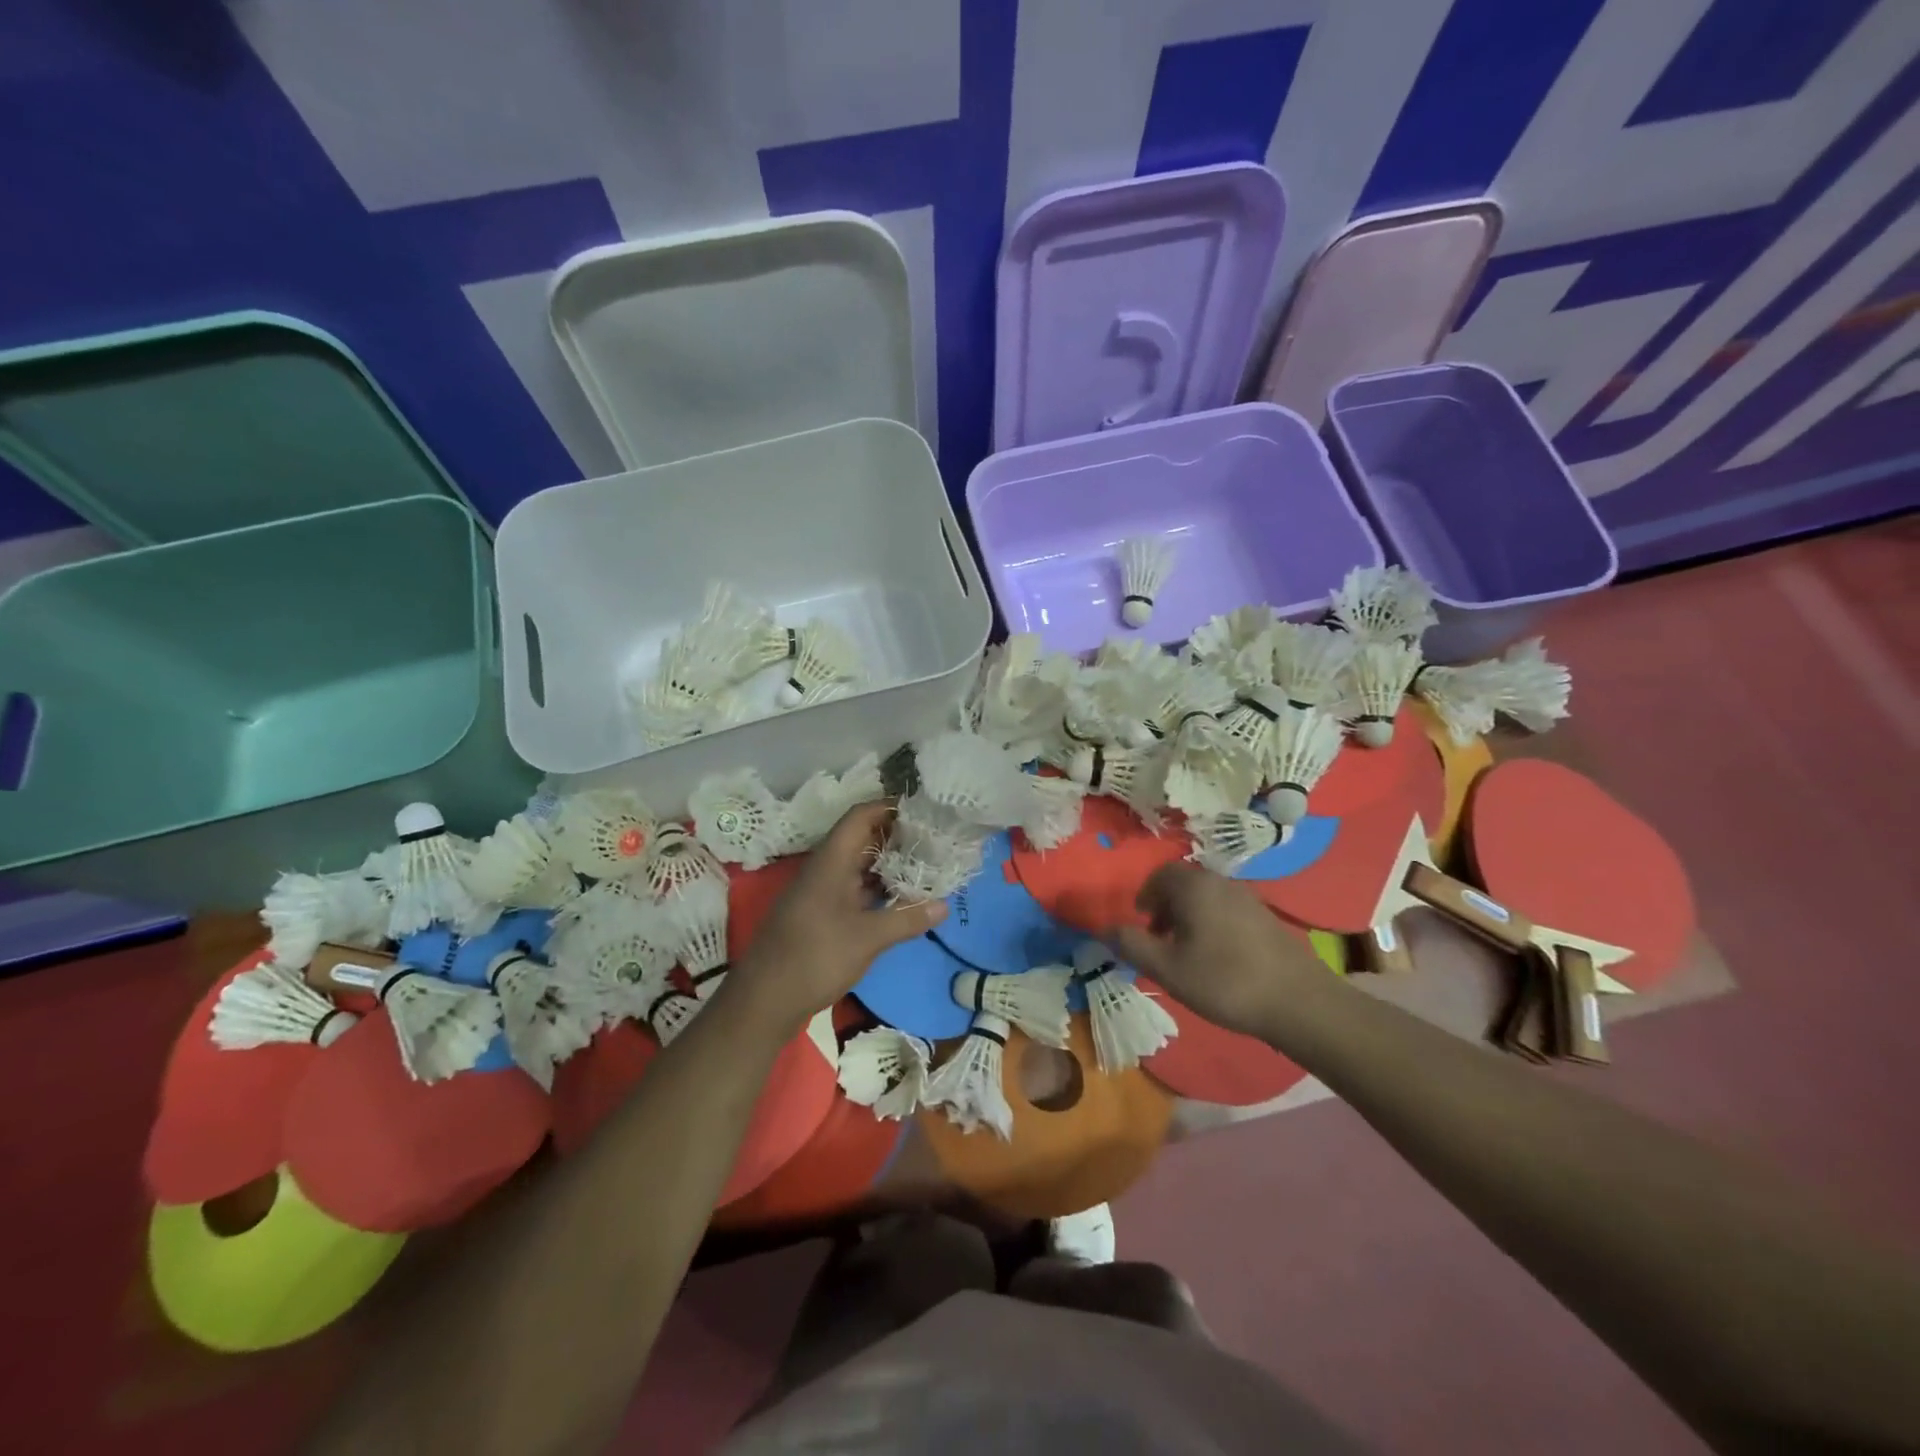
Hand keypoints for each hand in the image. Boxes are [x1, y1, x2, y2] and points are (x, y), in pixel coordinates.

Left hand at [725, 802, 945, 1034]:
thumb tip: (944, 906)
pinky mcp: (821, 914)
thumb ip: (906, 918)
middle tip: (934, 839)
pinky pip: (853, 889)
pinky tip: (900, 899)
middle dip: (896, 835)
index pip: (861, 816)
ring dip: (889, 864)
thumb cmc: (815, 958)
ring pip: (859, 865)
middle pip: (862, 838)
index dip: (889, 806)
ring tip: (926, 865)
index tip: (922, 810)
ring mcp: (821, 892)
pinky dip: (877, 888)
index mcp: (831, 861)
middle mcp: (825, 869)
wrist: (764, 1000)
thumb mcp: (868, 938)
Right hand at [1110, 863, 1330, 1039]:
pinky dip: (1212, 923)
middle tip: (1159, 939)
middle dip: (1166, 906)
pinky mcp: (1266, 917)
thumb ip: (1132, 946)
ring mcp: (1248, 897)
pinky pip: (1227, 909)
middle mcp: (1220, 882)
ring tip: (1186, 951)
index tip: (1141, 923)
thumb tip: (1105, 929)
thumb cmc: (1224, 981)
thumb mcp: (1167, 969)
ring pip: (1207, 897)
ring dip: (1189, 916)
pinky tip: (1218, 957)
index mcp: (1194, 887)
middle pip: (1184, 883)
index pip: (1160, 875)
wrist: (1299, 1001)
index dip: (1145, 896)